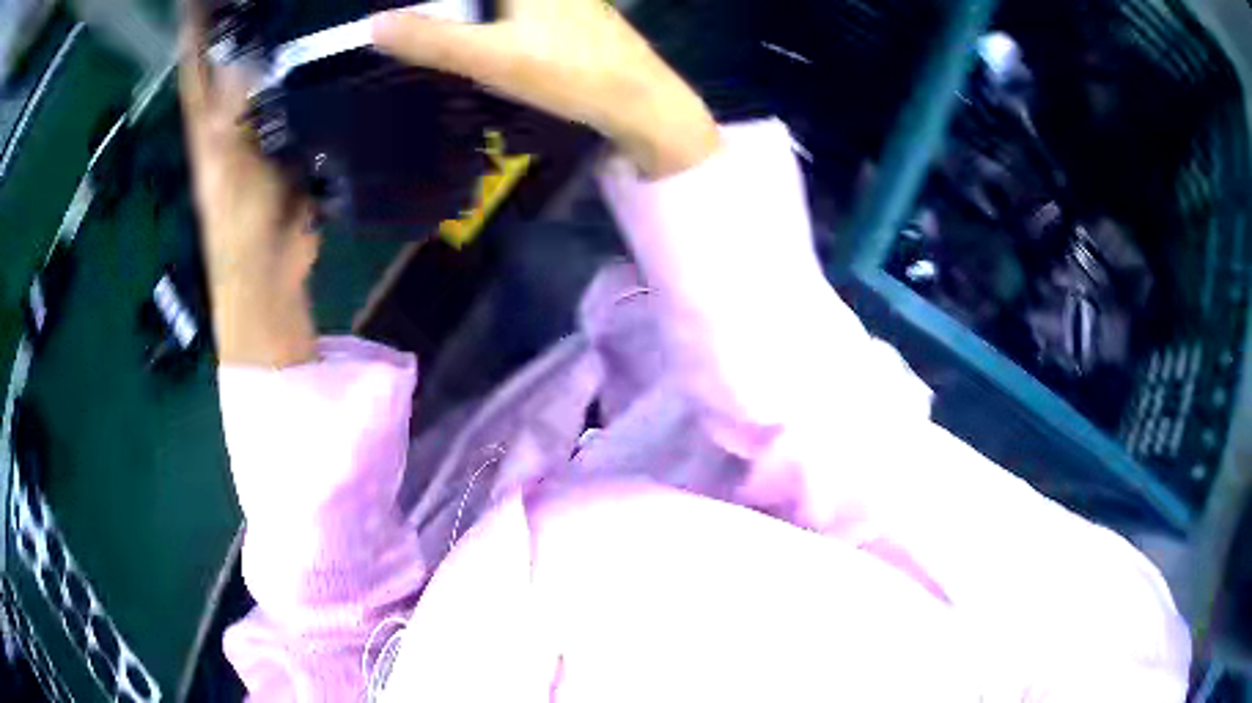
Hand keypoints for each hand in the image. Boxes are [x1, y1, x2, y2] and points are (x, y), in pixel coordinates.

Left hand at [180, 22, 319, 366]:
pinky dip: (309, 66)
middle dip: (244, 16)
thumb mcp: (228, 167)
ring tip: (301, 3)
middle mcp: (231, 111)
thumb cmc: (237, 230)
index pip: (197, 58)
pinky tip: (328, 43)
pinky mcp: (291, 134)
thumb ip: (233, 115)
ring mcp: (262, 120)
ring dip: (281, 35)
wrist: (271, 272)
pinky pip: (299, 89)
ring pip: (270, 66)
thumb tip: (244, 58)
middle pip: (234, 53)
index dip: (198, 23)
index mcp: (206, 119)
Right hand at [371, 0, 720, 178]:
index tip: (396, 15)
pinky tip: (471, 31)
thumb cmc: (567, 71)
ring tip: (429, 26)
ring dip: (462, 15)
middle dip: (446, 12)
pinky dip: (485, 15)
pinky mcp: (565, 10)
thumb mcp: (489, 56)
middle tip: (407, 28)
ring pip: (495, 5)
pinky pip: (512, 8)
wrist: (638, 98)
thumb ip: (430, 38)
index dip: (434, 6)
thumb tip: (373, 25)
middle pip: (477, 0)